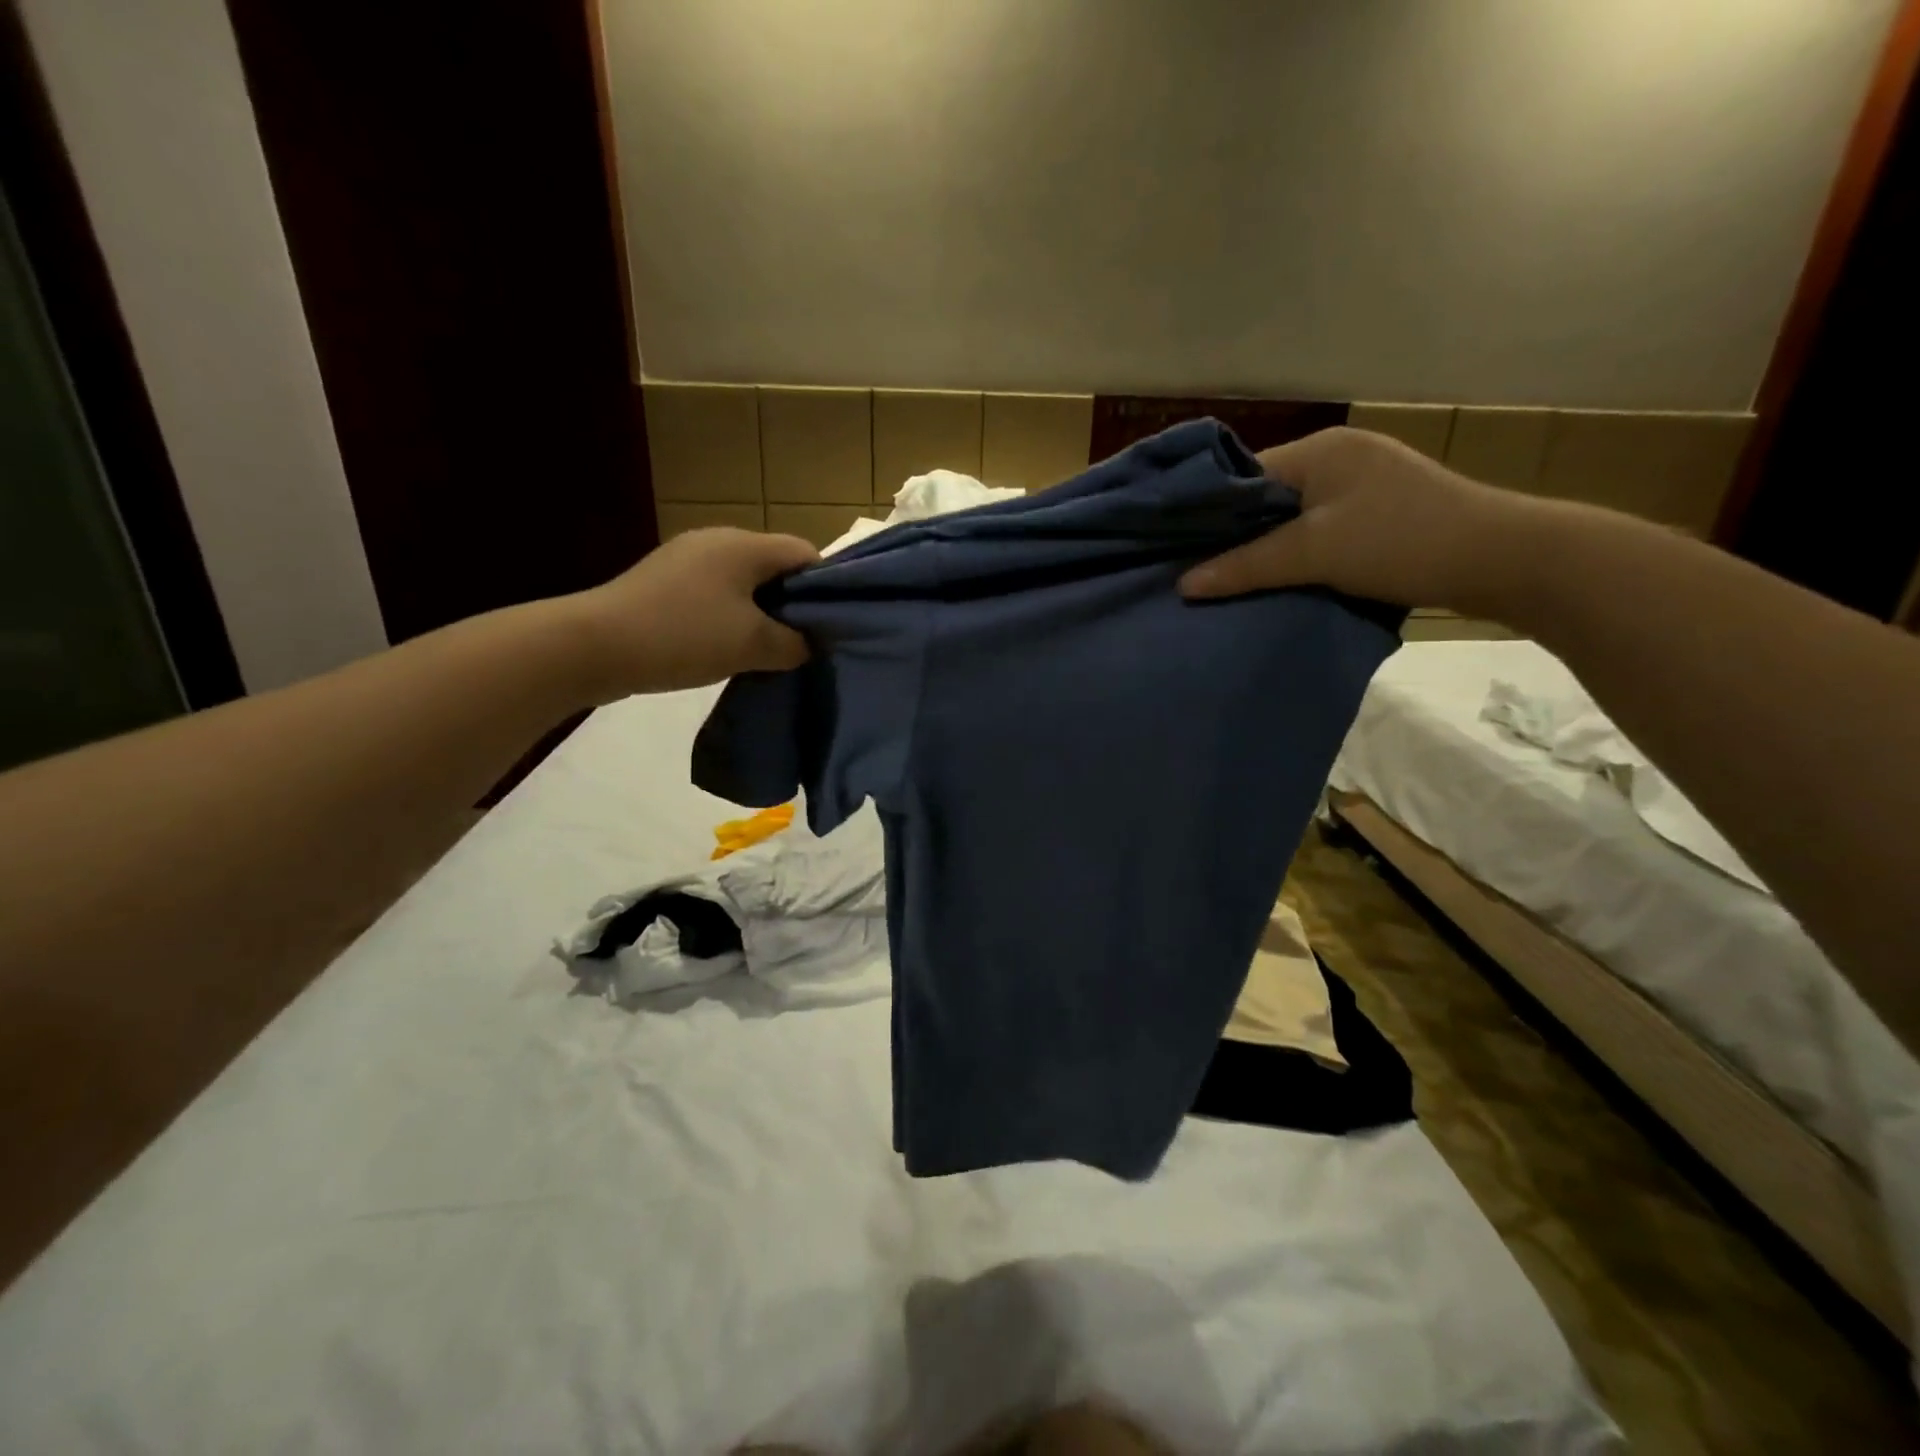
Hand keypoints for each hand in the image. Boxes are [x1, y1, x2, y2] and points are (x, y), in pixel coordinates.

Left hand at [576, 528, 817, 698]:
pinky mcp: (664, 581)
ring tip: (765, 649)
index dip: (825, 587)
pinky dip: (730, 615)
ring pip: (743, 581)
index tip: (830, 625)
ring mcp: (686, 558)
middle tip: (802, 641)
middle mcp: (717, 540)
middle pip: (773, 565)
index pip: (805, 553)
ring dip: (760, 611)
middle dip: (792, 602)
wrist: (594, 646)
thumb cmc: (684, 636)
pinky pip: (714, 592)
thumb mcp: (753, 645)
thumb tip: (809, 643)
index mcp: (744, 545)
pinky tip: (726, 645)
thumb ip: (794, 643)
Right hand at [1179, 427, 1515, 609]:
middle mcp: (1338, 457)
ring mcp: (1363, 485)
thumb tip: (1182, 585)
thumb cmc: (1401, 541)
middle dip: (1235, 534)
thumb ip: (1246, 566)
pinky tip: (1280, 580)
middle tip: (1197, 572)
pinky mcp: (1380, 514)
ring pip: (1292, 518)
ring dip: (1267, 549)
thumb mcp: (1315, 553)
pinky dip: (1298, 555)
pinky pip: (1319, 531)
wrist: (1504, 559)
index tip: (1178, 550)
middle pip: (1266, 497)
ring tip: (1230, 582)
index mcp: (1320, 449)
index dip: (1209, 513)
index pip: (1243, 476)